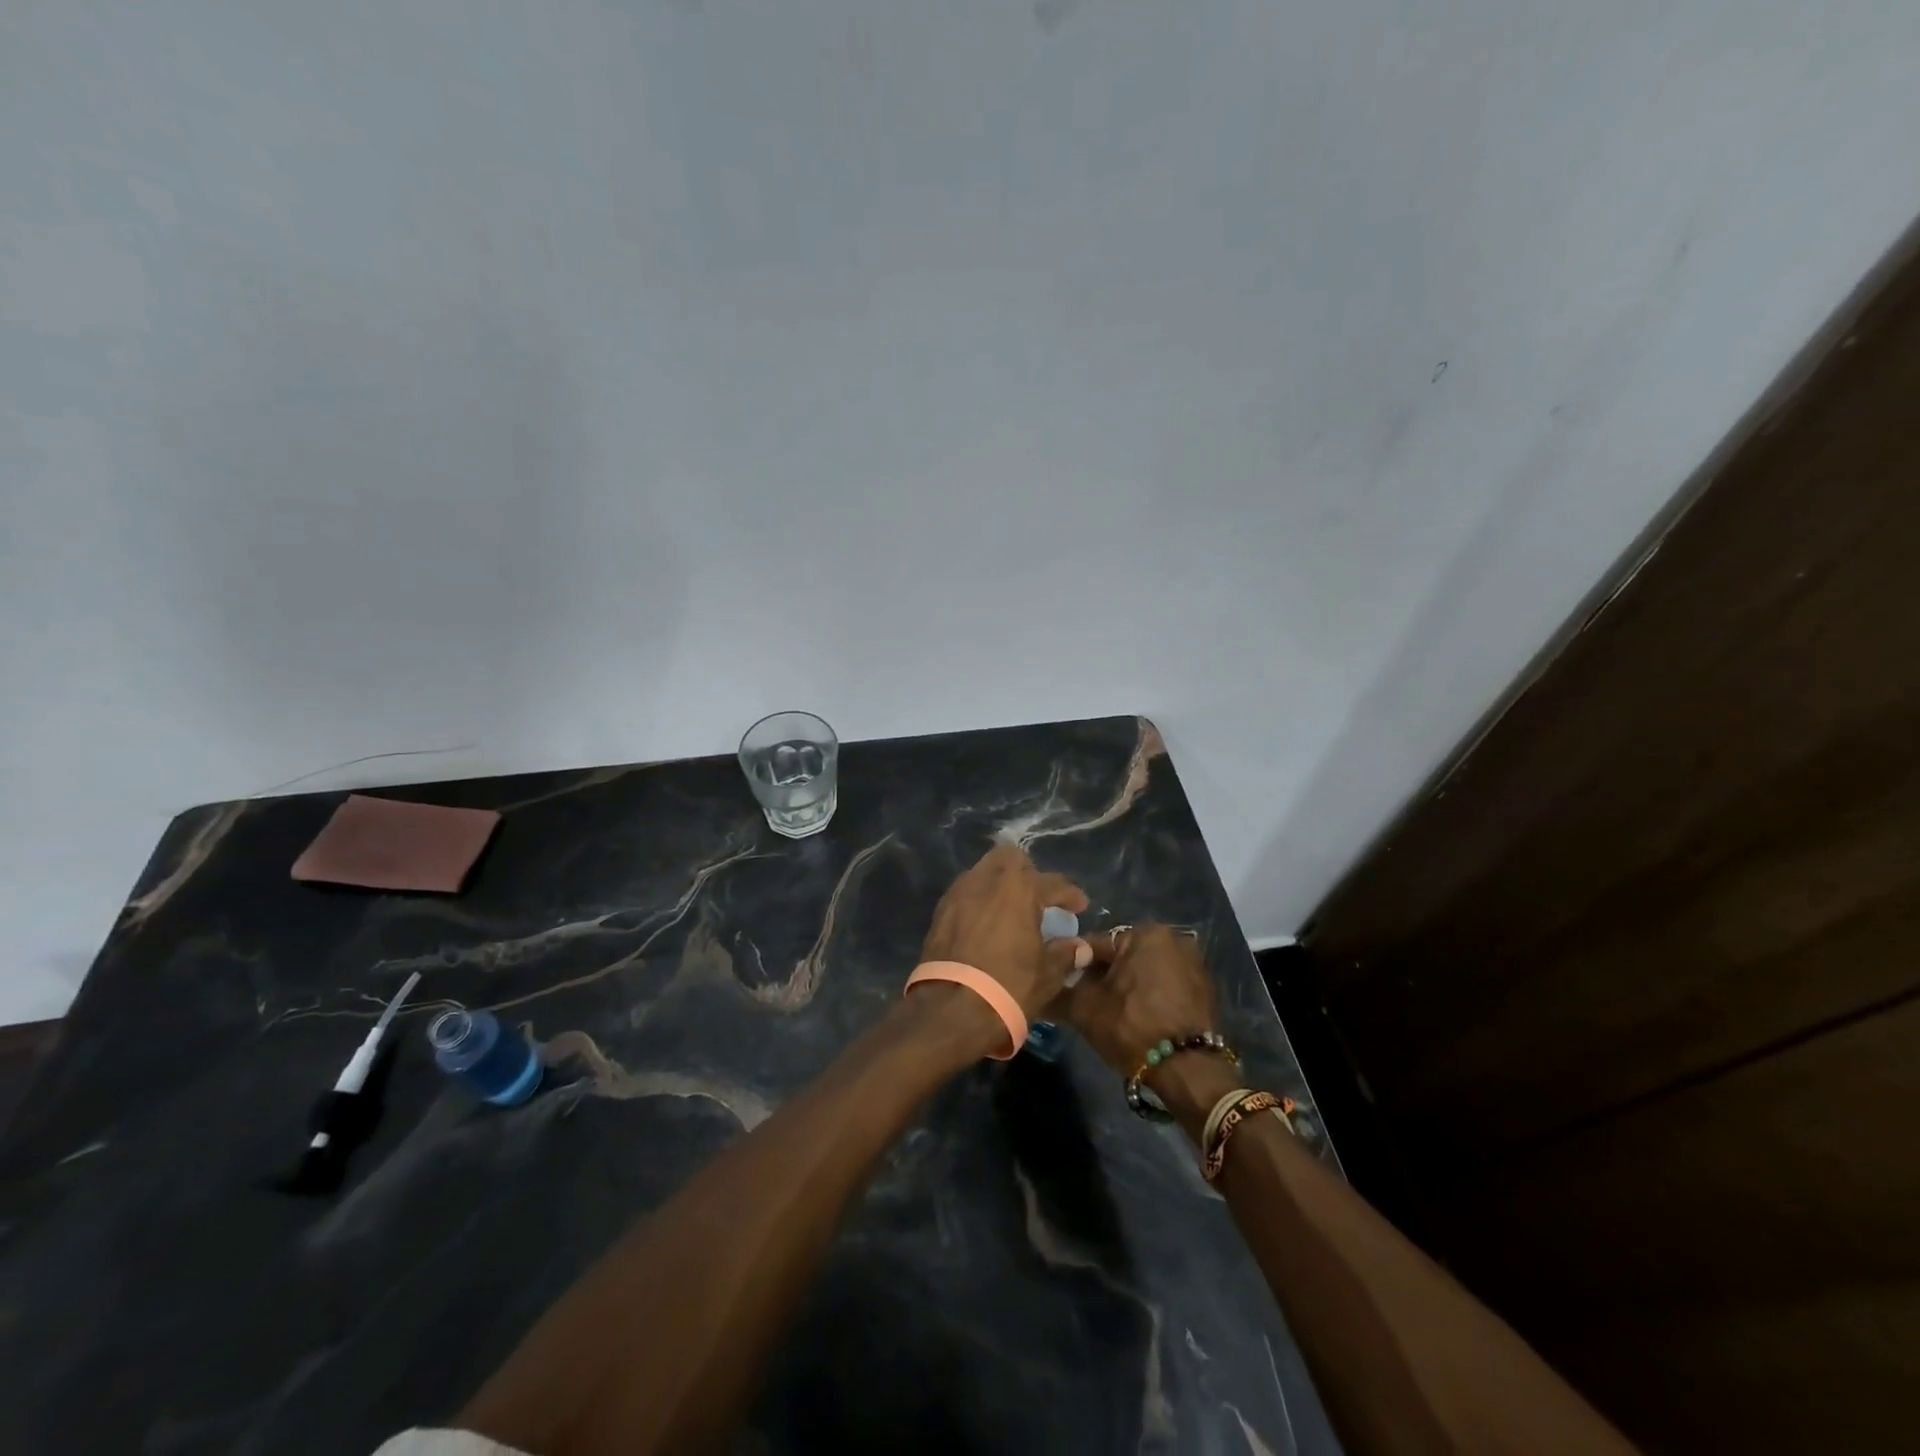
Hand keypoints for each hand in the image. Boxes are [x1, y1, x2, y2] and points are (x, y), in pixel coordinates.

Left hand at [919, 844, 1090, 1025]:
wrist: (951, 1010)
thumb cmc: (1009, 987)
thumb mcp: (1047, 974)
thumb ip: (1065, 954)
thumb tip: (1080, 947)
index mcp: (1020, 888)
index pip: (1053, 882)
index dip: (1070, 895)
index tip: (1080, 906)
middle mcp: (988, 880)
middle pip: (1011, 859)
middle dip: (1028, 873)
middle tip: (1039, 899)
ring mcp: (960, 892)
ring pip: (984, 871)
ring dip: (1000, 884)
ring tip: (1011, 910)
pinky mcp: (940, 910)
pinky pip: (966, 892)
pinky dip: (980, 900)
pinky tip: (987, 923)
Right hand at [1058, 922, 1216, 1080]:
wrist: (1187, 1070)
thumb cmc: (1132, 1027)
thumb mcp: (1085, 1009)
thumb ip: (1058, 991)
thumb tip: (1039, 988)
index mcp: (1145, 933)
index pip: (1095, 944)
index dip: (1074, 966)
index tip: (1061, 985)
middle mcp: (1173, 939)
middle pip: (1121, 956)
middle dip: (1102, 976)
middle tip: (1084, 1001)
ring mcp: (1193, 964)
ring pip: (1142, 971)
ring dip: (1125, 986)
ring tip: (1108, 1013)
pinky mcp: (1203, 990)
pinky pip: (1163, 986)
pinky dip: (1148, 996)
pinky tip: (1136, 1018)